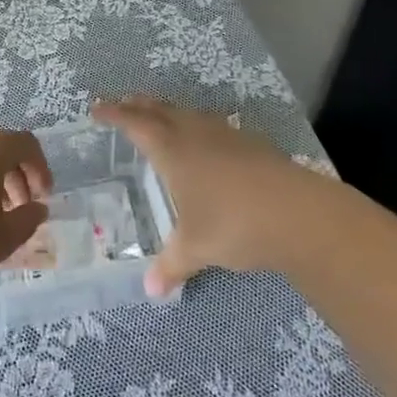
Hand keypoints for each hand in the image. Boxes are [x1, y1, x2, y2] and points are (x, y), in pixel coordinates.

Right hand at [92, 96, 327, 295]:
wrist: (299, 214)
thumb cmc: (233, 224)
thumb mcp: (195, 248)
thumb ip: (171, 266)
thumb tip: (151, 291)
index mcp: (172, 149)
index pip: (134, 123)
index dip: (114, 114)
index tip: (97, 109)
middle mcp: (195, 132)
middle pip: (160, 108)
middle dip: (138, 105)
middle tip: (123, 105)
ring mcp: (226, 134)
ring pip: (189, 113)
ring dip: (169, 112)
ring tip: (161, 120)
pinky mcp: (252, 143)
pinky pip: (213, 126)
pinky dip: (198, 127)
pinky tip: (206, 144)